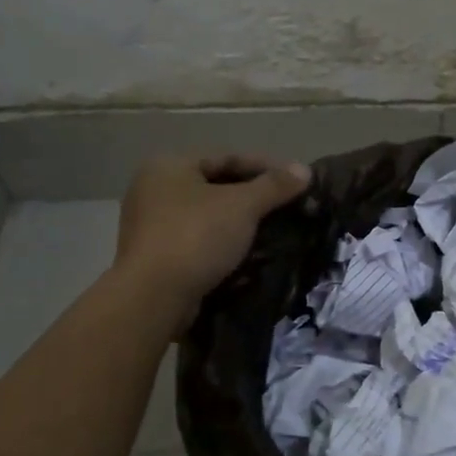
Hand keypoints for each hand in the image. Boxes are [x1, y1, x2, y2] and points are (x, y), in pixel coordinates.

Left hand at [114, 153, 311, 325]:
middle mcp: (154, 189)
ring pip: (209, 216)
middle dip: (255, 197)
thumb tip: (304, 170)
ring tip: (275, 232)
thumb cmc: (196, 237)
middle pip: (217, 186)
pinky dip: (224, 245)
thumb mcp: (242, 206)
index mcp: (169, 166)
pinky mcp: (156, 257)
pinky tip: (250, 255)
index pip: (227, 157)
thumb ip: (274, 186)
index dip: (266, 167)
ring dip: (241, 223)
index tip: (296, 180)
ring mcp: (151, 225)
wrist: (153, 297)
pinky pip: (199, 241)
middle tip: (288, 207)